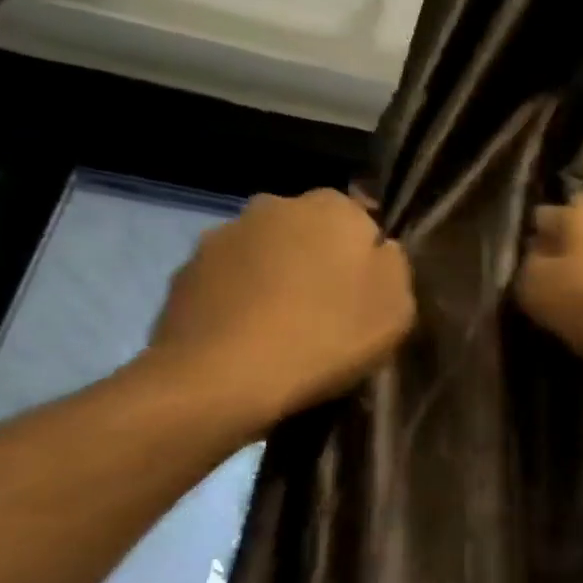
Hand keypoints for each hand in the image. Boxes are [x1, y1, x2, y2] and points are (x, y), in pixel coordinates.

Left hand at [147, 189, 414, 427]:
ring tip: (284, 328)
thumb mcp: (397, 307)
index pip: (360, 219)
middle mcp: (274, 205)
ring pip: (266, 252)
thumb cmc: (327, 335)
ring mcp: (223, 236)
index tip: (367, 293)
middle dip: (318, 259)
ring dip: (276, 276)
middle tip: (328, 310)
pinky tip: (249, 338)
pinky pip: (229, 281)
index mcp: (332, 208)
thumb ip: (394, 266)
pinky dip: (240, 299)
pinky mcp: (185, 272)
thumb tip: (379, 251)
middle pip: (309, 230)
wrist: (223, 377)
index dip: (365, 255)